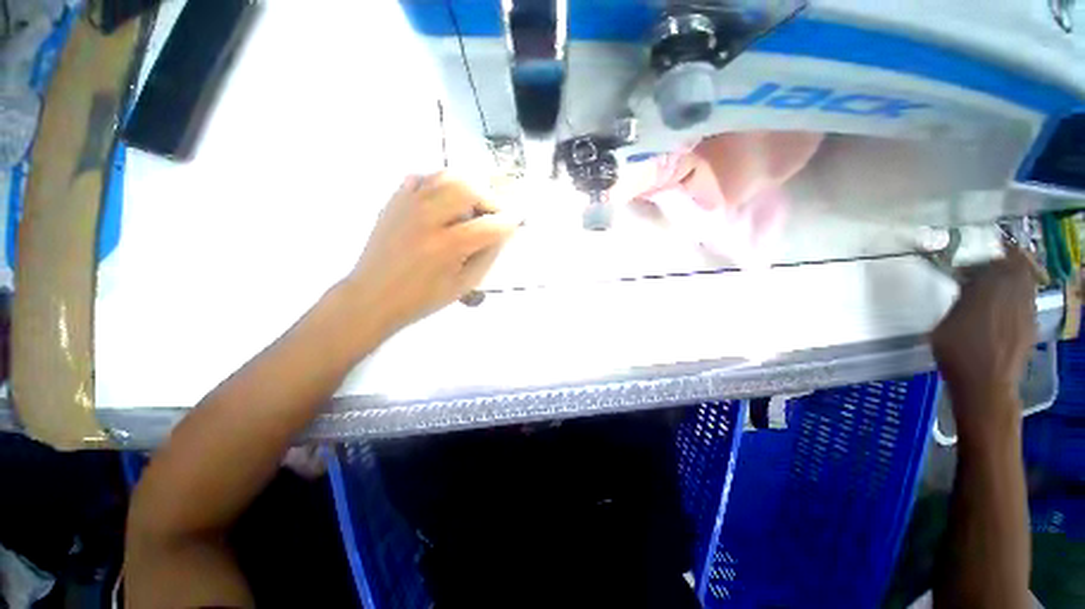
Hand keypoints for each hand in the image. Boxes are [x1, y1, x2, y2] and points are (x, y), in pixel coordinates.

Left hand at [340, 173, 518, 335]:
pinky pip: (421, 178)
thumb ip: (487, 256)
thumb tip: (502, 232)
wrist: (373, 297)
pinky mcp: (394, 201)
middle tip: (494, 214)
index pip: (489, 225)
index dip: (509, 221)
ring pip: (445, 176)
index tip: (519, 219)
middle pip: (468, 189)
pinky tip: (444, 202)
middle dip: (489, 199)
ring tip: (472, 206)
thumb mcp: (464, 285)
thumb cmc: (423, 298)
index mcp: (447, 247)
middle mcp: (427, 219)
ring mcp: (407, 206)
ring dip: (467, 187)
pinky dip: (440, 184)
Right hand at [931, 244, 1038, 434]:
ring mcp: (1026, 312)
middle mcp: (1015, 296)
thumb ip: (960, 301)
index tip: (980, 251)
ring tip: (995, 284)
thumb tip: (967, 286)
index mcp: (992, 291)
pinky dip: (1016, 295)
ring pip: (1026, 283)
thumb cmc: (958, 353)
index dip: (992, 252)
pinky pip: (1026, 300)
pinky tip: (1002, 306)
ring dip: (1013, 277)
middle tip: (990, 263)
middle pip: (1020, 268)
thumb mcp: (946, 324)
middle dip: (1008, 261)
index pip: (1000, 260)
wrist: (986, 385)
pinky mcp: (1029, 327)